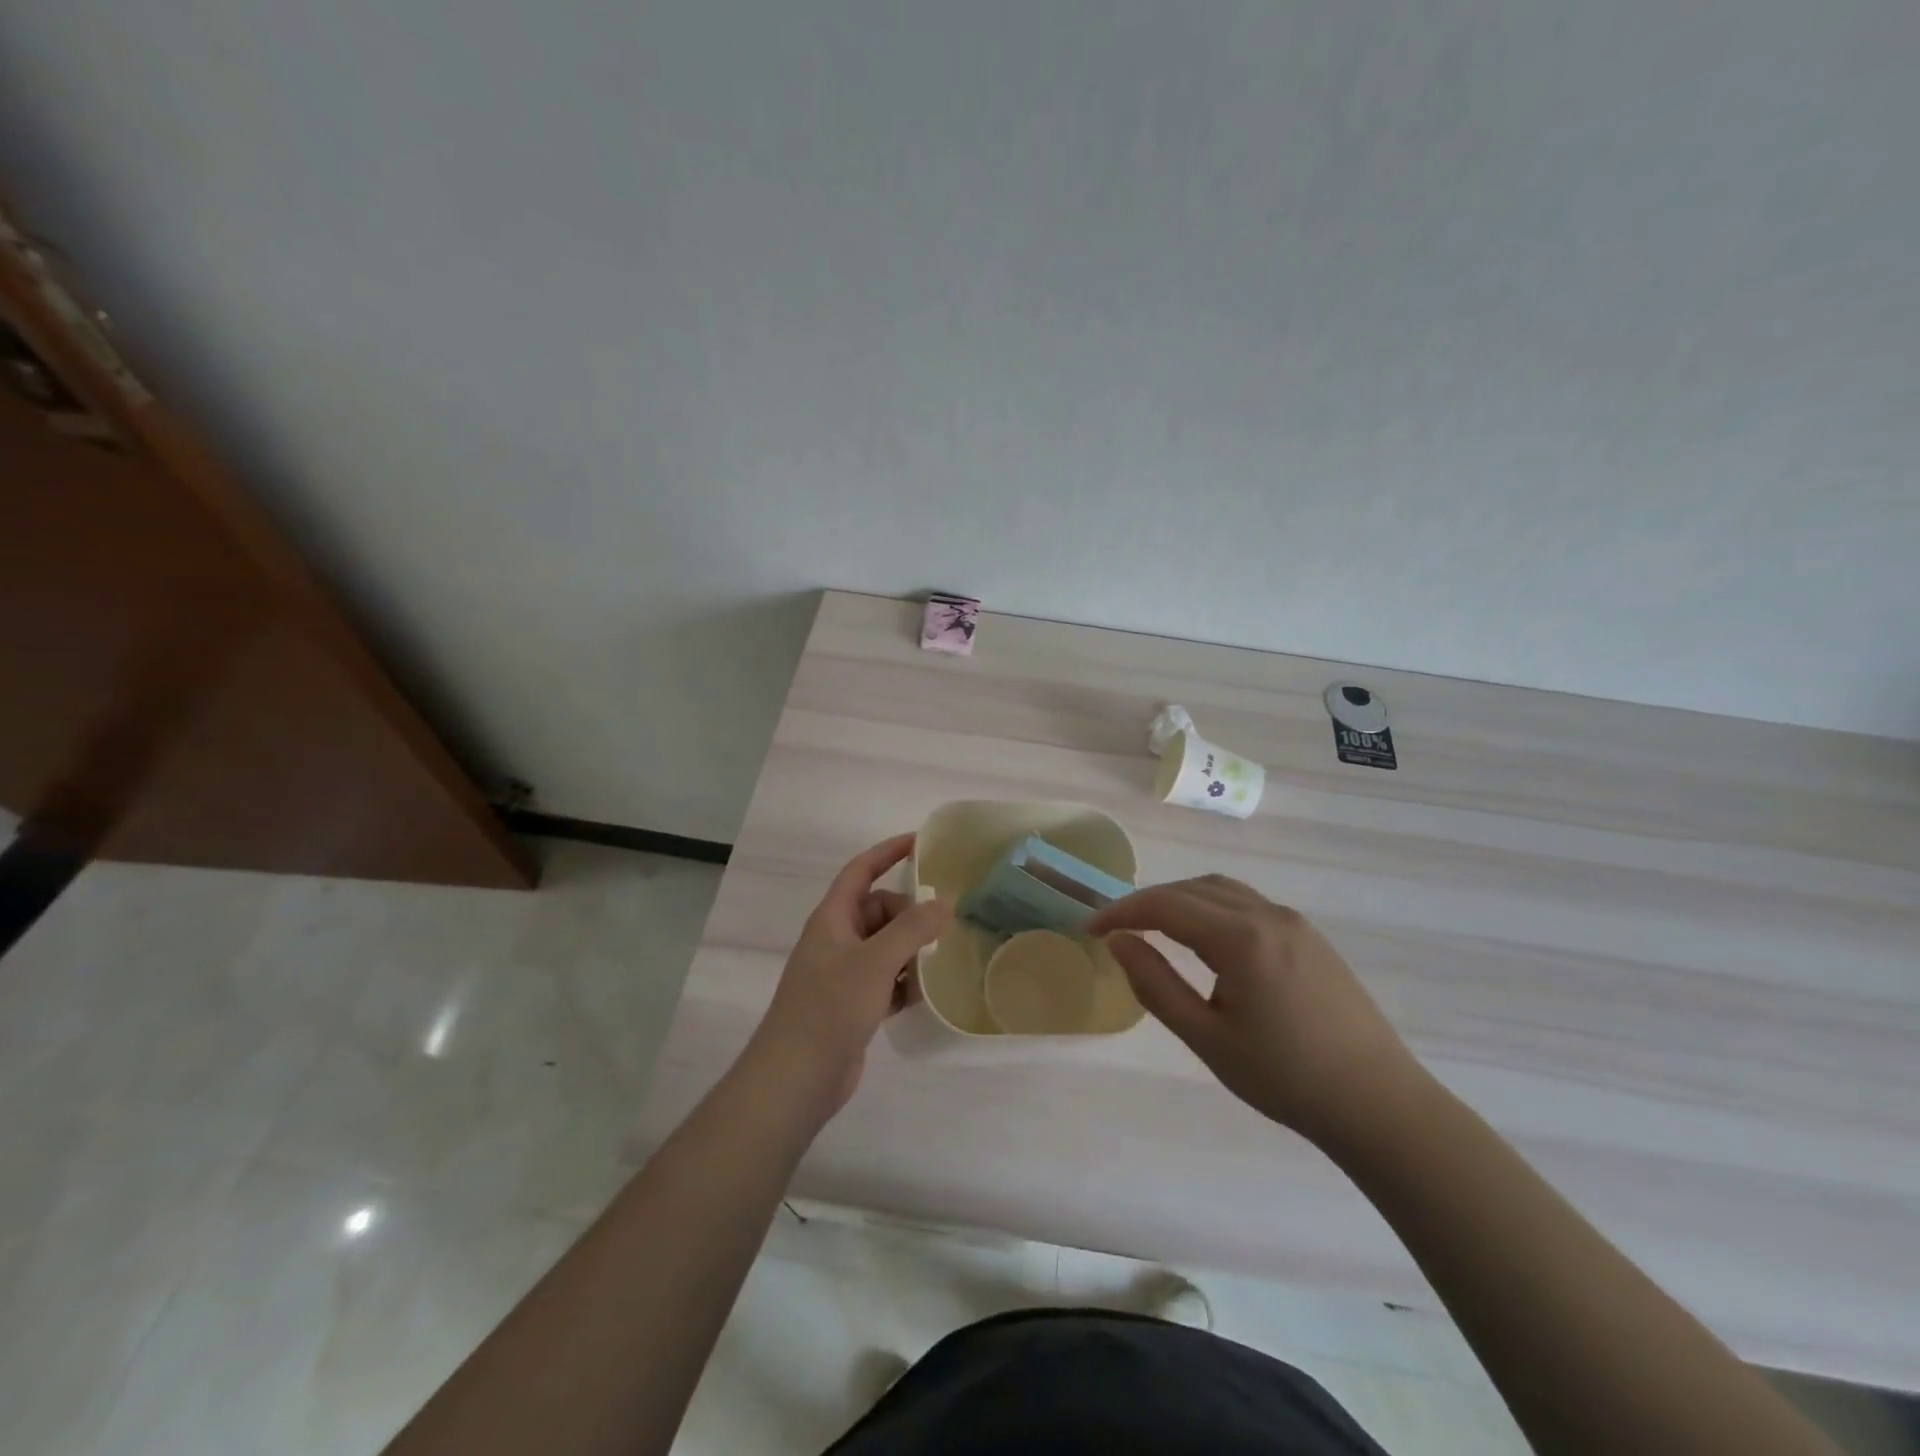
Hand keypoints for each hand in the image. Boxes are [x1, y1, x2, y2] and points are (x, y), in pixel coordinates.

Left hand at [742, 833, 951, 1119]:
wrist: (796, 1078)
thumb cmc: (829, 1009)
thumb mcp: (875, 962)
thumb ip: (912, 929)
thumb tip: (943, 904)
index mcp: (832, 919)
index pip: (861, 871)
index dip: (887, 852)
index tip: (920, 841)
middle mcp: (837, 940)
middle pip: (879, 910)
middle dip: (909, 915)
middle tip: (942, 927)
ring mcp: (844, 974)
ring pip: (886, 947)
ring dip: (911, 951)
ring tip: (940, 961)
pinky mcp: (853, 1005)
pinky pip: (886, 979)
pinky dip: (905, 982)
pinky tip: (925, 994)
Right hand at [1088, 875, 1420, 1147]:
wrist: (1378, 1104)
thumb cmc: (1285, 1078)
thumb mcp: (1207, 1038)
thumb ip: (1156, 984)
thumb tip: (1118, 942)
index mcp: (1241, 938)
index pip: (1166, 905)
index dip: (1122, 911)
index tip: (1090, 928)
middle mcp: (1268, 914)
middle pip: (1192, 888)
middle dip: (1148, 902)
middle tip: (1116, 929)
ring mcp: (1293, 922)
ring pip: (1221, 890)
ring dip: (1180, 900)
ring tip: (1153, 928)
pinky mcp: (1309, 936)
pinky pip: (1247, 903)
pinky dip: (1211, 907)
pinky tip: (1204, 938)